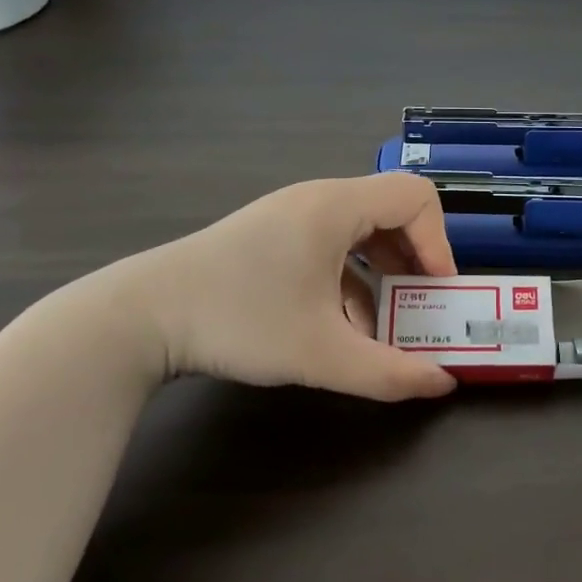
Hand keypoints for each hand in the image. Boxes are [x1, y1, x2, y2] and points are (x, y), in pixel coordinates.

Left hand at [103, 173, 459, 400]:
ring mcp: (290, 216)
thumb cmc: (239, 320)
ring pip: (360, 232)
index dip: (438, 242)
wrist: (140, 317)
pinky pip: (329, 246)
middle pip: (391, 212)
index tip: (435, 291)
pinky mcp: (270, 236)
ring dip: (381, 275)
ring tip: (382, 325)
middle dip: (414, 262)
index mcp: (336, 207)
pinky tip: (339, 326)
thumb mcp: (321, 354)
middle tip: (420, 307)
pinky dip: (348, 279)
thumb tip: (441, 383)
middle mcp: (317, 200)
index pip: (416, 197)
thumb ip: (389, 372)